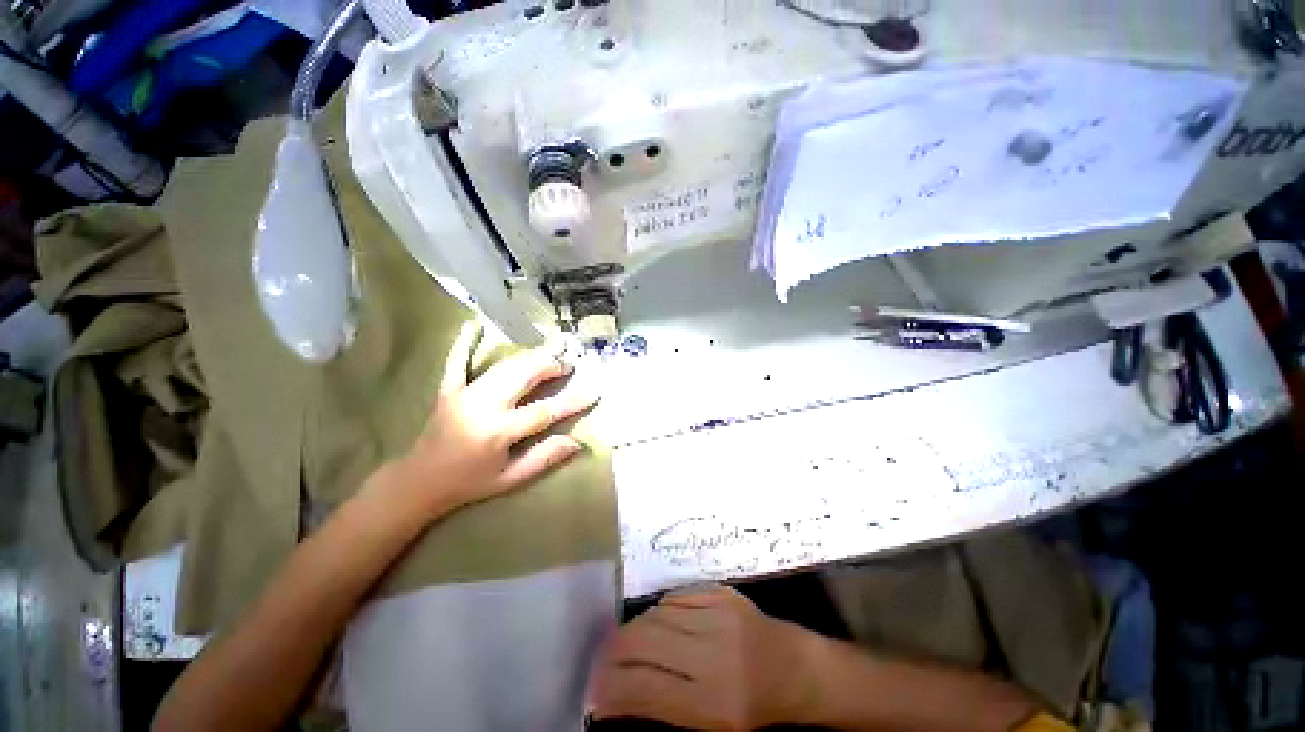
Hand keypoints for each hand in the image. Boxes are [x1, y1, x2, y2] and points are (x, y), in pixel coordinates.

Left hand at [386, 323, 598, 517]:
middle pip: (524, 376)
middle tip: (569, 364)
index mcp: (498, 431)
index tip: (594, 391)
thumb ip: (544, 458)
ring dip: (529, 357)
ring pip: (503, 367)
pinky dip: (465, 344)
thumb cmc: (469, 483)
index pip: (544, 411)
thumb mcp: (510, 479)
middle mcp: (482, 407)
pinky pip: (457, 362)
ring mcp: (463, 395)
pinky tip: (473, 327)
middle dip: (550, 366)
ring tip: (550, 351)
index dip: (572, 401)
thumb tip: (577, 442)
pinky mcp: (448, 390)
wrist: (419, 482)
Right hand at [590, 585, 820, 730]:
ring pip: (656, 613)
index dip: (610, 688)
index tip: (593, 692)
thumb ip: (660, 704)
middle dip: (614, 650)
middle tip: (603, 660)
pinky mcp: (721, 592)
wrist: (795, 667)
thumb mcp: (709, 723)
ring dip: (635, 628)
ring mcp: (718, 616)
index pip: (643, 687)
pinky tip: (660, 621)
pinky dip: (660, 609)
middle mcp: (713, 654)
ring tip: (629, 642)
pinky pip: (675, 595)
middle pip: (644, 640)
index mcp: (712, 701)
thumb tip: (614, 695)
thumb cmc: (753, 705)